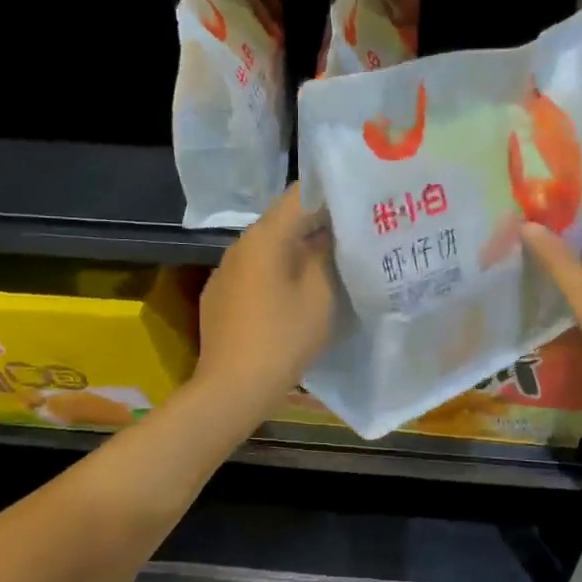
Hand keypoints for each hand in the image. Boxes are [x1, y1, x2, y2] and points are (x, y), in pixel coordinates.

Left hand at [193, 186, 336, 420]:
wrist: (232, 388)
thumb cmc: (283, 338)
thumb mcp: (320, 295)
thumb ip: (328, 255)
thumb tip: (331, 233)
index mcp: (265, 236)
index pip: (301, 194)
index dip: (334, 194)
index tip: (361, 203)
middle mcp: (240, 245)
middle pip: (284, 221)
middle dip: (319, 225)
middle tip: (355, 235)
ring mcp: (226, 271)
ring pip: (271, 249)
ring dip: (299, 251)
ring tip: (331, 264)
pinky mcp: (220, 296)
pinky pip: (256, 273)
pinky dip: (279, 274)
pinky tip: (296, 295)